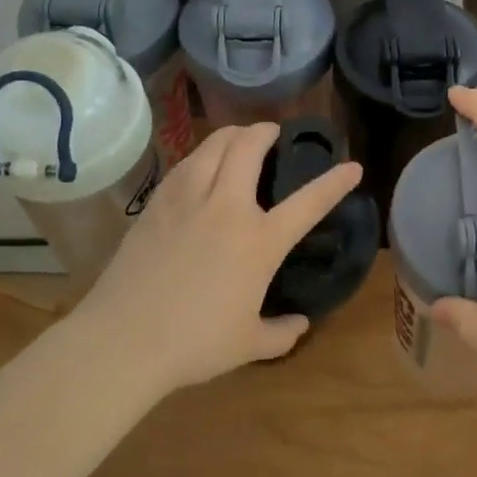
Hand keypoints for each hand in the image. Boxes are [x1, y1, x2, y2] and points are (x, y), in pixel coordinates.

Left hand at [82, 122, 363, 391]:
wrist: (124, 339)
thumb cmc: (194, 344)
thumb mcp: (248, 345)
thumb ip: (281, 333)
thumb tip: (299, 325)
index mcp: (259, 241)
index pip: (309, 202)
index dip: (335, 182)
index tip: (352, 166)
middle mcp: (227, 207)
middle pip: (249, 147)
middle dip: (266, 131)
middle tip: (273, 133)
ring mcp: (188, 199)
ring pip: (213, 144)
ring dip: (232, 134)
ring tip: (238, 139)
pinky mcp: (157, 203)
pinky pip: (185, 163)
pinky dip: (201, 155)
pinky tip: (200, 165)